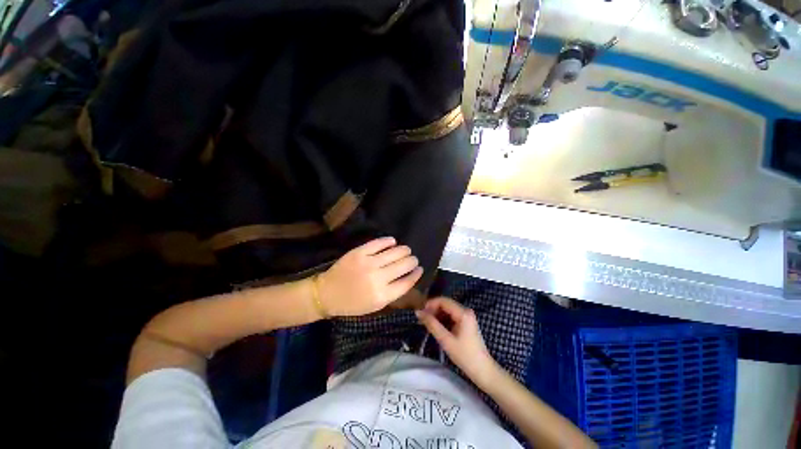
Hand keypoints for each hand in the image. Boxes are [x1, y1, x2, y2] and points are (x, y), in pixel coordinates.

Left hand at [318, 237, 422, 316]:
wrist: (327, 293)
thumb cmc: (352, 303)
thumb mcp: (375, 305)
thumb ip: (393, 292)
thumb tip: (409, 276)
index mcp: (383, 295)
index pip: (407, 282)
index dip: (416, 274)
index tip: (419, 269)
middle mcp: (378, 278)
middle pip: (404, 265)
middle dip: (412, 261)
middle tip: (413, 259)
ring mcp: (369, 263)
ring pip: (395, 252)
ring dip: (404, 250)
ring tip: (406, 250)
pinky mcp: (359, 252)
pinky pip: (379, 243)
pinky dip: (389, 241)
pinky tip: (393, 242)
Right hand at [416, 297, 499, 386]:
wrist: (483, 370)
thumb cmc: (465, 356)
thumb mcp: (446, 340)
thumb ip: (432, 324)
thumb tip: (418, 312)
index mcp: (463, 313)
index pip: (443, 301)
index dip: (430, 304)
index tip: (420, 314)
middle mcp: (465, 310)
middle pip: (445, 304)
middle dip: (433, 309)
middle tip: (422, 320)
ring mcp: (467, 316)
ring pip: (447, 309)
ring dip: (437, 314)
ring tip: (427, 324)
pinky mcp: (466, 322)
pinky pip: (451, 315)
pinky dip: (442, 319)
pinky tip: (436, 327)